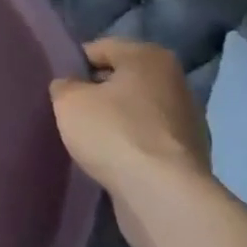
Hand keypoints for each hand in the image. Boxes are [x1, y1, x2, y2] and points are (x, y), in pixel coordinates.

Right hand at [51, 39, 210, 246]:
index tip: (58, 87)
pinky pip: (147, 142)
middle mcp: (174, 82)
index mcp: (150, 56)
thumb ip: (64, 85)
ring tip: (88, 141)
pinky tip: (111, 163)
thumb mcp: (69, 101)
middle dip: (97, 94)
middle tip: (70, 113)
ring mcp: (187, 122)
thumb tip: (70, 87)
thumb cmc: (114, 133)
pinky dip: (130, 149)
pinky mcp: (188, 159)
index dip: (74, 65)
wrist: (163, 198)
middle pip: (122, 80)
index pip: (101, 48)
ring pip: (136, 113)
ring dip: (115, 123)